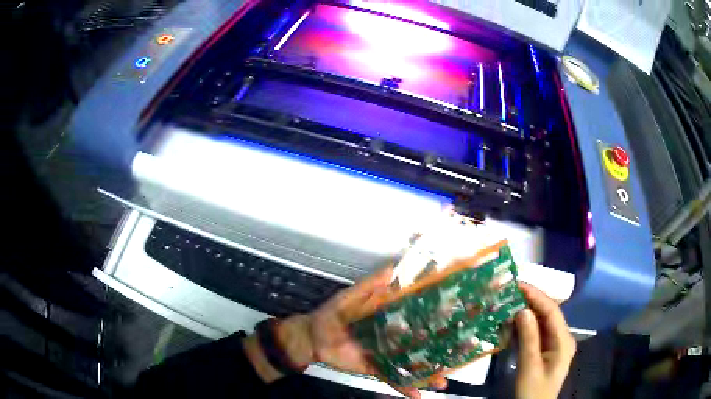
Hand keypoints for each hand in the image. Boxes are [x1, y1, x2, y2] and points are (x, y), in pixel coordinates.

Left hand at [281, 267, 447, 397]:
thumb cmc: (332, 314)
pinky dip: (404, 387)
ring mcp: (386, 354)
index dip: (437, 321)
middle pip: (420, 344)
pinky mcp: (376, 368)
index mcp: (390, 317)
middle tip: (459, 357)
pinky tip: (417, 395)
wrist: (313, 337)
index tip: (457, 322)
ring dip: (427, 373)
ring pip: (411, 364)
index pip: (418, 317)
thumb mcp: (351, 297)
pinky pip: (392, 378)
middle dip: (439, 351)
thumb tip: (392, 268)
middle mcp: (393, 336)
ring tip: (443, 381)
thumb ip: (370, 285)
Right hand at [514, 283, 576, 398]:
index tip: (518, 285)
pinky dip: (524, 326)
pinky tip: (512, 322)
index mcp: (563, 341)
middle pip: (548, 314)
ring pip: (541, 322)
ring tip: (508, 303)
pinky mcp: (545, 351)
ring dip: (526, 313)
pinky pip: (536, 333)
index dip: (537, 296)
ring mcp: (554, 344)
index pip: (552, 311)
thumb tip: (523, 310)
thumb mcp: (529, 367)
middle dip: (531, 302)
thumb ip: (528, 339)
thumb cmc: (533, 392)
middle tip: (510, 292)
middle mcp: (562, 338)